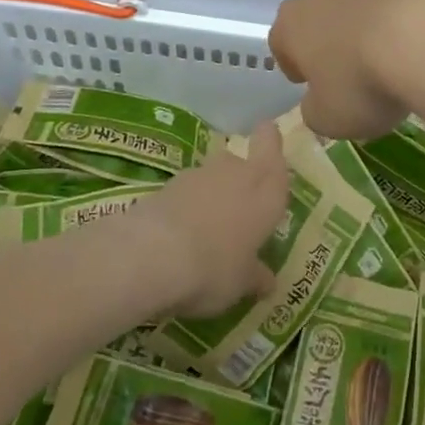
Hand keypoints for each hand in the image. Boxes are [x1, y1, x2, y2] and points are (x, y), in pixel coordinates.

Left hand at [128, 122, 292, 316]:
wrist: (152, 254)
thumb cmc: (216, 266)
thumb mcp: (241, 282)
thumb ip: (255, 277)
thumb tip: (267, 283)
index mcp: (266, 189)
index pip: (272, 146)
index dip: (269, 141)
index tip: (267, 145)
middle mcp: (236, 171)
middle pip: (241, 161)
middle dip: (240, 180)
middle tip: (239, 212)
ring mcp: (199, 174)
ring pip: (212, 176)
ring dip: (211, 194)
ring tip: (206, 231)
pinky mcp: (166, 185)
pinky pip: (185, 192)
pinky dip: (185, 206)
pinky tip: (180, 236)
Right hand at [270, 0, 424, 139]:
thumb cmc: (362, 81)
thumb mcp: (330, 118)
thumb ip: (317, 111)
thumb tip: (319, 104)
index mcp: (293, 22)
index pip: (282, 42)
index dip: (295, 65)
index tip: (311, 83)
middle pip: (322, 16)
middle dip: (334, 41)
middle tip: (354, 72)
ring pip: (363, 6)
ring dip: (373, 29)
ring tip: (396, 62)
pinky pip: (402, 3)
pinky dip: (408, 22)